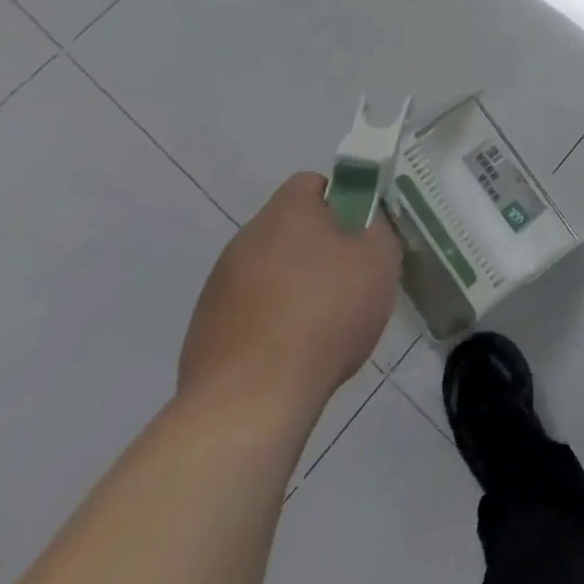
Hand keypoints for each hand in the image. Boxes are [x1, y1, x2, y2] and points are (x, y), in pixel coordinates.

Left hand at [178, 172, 400, 415]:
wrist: (251, 399)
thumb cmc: (327, 313)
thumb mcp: (380, 258)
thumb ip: (376, 226)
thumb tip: (365, 219)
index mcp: (286, 212)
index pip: (312, 183)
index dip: (341, 200)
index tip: (360, 231)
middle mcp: (245, 238)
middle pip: (289, 227)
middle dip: (318, 245)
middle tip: (350, 275)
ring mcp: (218, 286)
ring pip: (268, 268)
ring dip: (293, 282)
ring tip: (321, 320)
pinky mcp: (204, 329)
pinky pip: (248, 308)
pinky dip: (270, 319)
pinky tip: (291, 350)